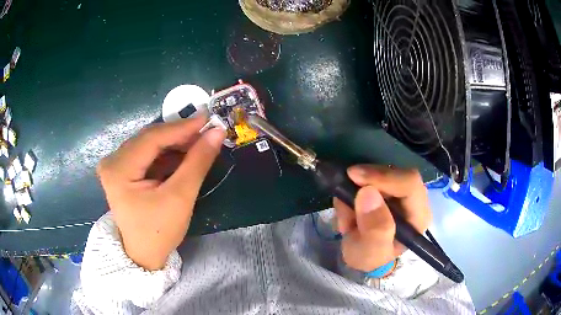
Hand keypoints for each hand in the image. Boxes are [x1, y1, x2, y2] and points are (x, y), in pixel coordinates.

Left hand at [97, 115, 225, 270]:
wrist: (143, 255)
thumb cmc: (159, 232)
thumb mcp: (180, 198)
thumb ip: (197, 162)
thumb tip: (217, 133)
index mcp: (119, 170)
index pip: (152, 138)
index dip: (182, 127)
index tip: (208, 119)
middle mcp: (112, 161)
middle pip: (149, 138)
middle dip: (179, 135)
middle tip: (206, 132)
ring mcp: (115, 165)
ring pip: (149, 144)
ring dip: (174, 143)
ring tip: (198, 143)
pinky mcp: (122, 170)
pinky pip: (146, 154)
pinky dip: (166, 153)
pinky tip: (183, 154)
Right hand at [334, 165, 431, 271]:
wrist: (363, 256)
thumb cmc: (370, 257)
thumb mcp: (370, 253)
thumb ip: (374, 230)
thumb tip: (368, 192)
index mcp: (418, 216)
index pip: (409, 183)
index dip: (383, 177)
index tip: (354, 177)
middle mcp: (415, 199)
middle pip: (396, 172)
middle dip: (366, 182)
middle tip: (343, 196)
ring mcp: (401, 191)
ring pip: (380, 172)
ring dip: (356, 188)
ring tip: (346, 213)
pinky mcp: (388, 187)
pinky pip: (370, 176)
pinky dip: (354, 188)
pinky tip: (348, 209)